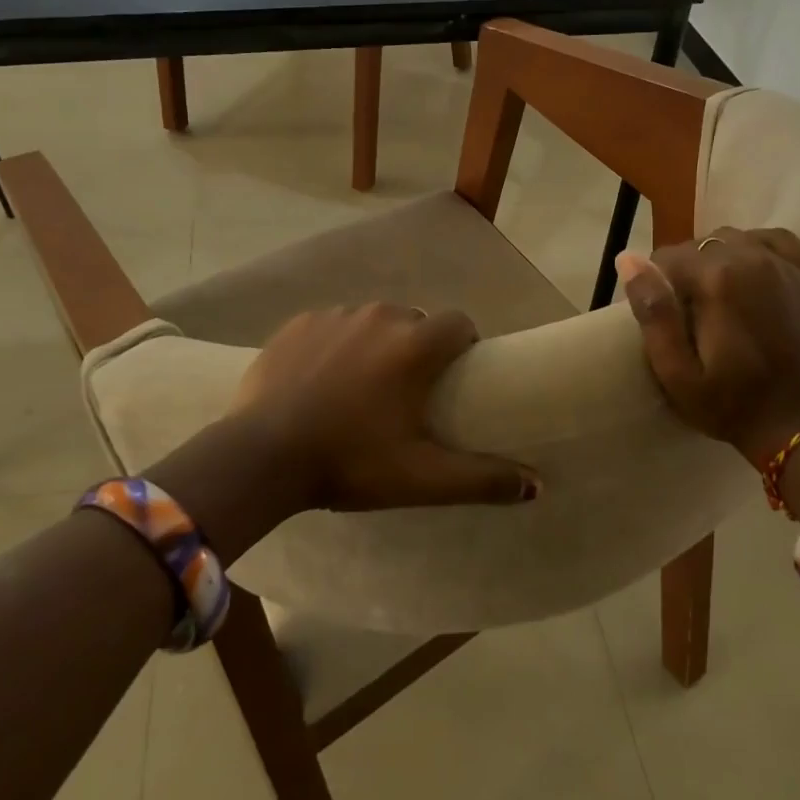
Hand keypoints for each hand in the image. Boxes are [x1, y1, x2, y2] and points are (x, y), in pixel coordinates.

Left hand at [230, 304, 539, 511]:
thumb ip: (483, 479)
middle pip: (415, 321)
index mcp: (415, 345)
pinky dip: (335, 345)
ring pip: (372, 321)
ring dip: (376, 345)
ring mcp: (335, 315)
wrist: (261, 456)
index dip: (462, 347)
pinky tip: (320, 380)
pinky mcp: (298, 323)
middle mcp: (379, 316)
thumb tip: (538, 485)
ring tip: (360, 388)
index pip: (459, 324)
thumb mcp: (422, 478)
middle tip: (405, 394)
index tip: (452, 379)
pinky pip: (332, 325)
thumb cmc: (350, 463)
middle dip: (417, 348)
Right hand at [616, 228, 799, 467]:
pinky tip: (750, 273)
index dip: (656, 282)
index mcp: (718, 280)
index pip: (668, 257)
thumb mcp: (676, 372)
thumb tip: (628, 259)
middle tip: (687, 311)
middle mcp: (753, 258)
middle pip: (701, 244)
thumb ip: (653, 313)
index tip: (661, 314)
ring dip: (718, 259)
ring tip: (716, 296)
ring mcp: (787, 265)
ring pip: (735, 238)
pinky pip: (775, 239)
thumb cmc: (730, 404)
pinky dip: (756, 248)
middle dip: (686, 271)